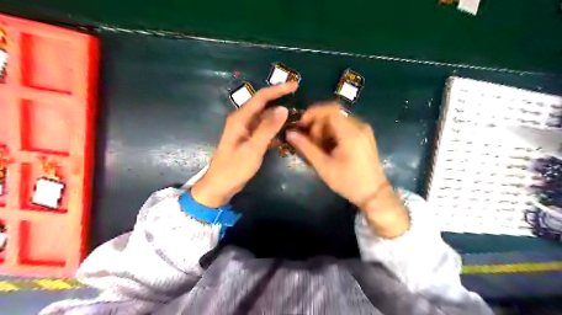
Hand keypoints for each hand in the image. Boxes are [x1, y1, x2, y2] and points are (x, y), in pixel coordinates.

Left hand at [191, 82, 298, 207]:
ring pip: (264, 117)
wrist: (220, 186)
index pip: (261, 97)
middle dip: (280, 100)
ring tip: (296, 116)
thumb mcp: (253, 148)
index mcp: (240, 118)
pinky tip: (285, 132)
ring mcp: (245, 130)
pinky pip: (263, 129)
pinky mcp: (248, 139)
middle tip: (298, 99)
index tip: (295, 85)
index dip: (278, 89)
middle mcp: (242, 120)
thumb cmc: (234, 168)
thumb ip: (268, 128)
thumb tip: (283, 109)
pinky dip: (274, 128)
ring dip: (278, 116)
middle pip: (263, 105)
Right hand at [288, 105, 410, 236]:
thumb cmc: (348, 182)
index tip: (301, 124)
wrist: (374, 194)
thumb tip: (290, 134)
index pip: (331, 110)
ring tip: (318, 147)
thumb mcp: (324, 166)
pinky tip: (329, 147)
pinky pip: (345, 127)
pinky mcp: (365, 136)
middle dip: (318, 124)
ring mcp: (364, 131)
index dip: (313, 114)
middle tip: (310, 141)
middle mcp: (360, 126)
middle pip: (334, 114)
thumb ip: (306, 148)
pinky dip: (333, 133)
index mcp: (351, 133)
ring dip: (325, 129)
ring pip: (339, 120)